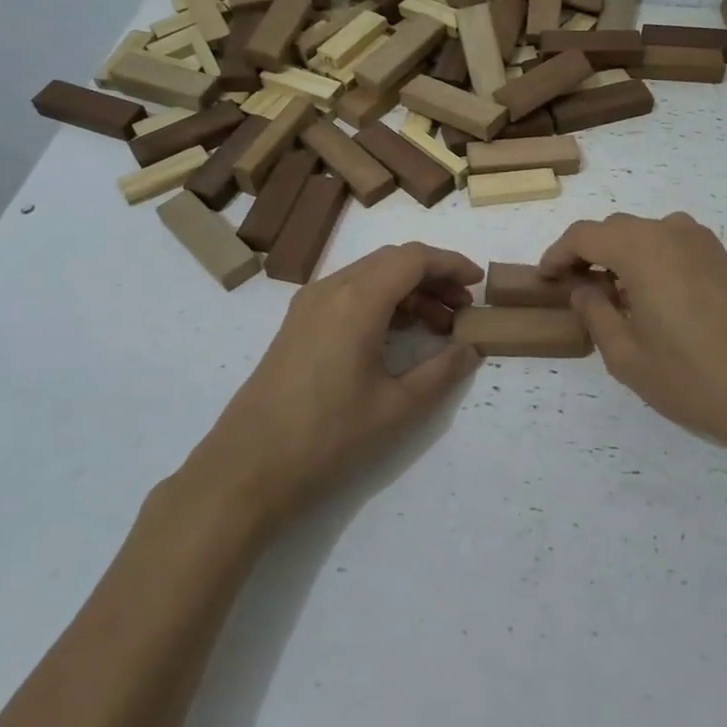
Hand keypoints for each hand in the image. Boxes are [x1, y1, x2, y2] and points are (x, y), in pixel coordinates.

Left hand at [182, 243, 482, 527]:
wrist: (247, 468)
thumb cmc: (328, 437)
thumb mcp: (397, 408)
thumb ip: (441, 372)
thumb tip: (470, 349)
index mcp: (357, 301)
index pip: (413, 258)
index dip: (451, 264)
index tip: (478, 283)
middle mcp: (331, 289)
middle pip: (391, 261)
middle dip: (433, 276)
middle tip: (463, 308)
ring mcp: (308, 305)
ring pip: (369, 276)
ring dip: (408, 290)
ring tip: (439, 325)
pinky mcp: (297, 324)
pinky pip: (348, 294)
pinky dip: (381, 302)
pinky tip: (398, 334)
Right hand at [539, 213, 726, 463]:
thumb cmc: (691, 378)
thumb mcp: (626, 355)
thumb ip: (596, 313)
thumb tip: (584, 288)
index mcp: (643, 249)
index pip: (585, 235)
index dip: (558, 254)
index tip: (544, 279)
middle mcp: (673, 233)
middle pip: (617, 229)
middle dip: (588, 253)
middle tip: (572, 289)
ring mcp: (705, 245)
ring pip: (647, 235)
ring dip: (621, 255)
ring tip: (612, 295)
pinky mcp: (726, 262)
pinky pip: (675, 246)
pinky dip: (651, 261)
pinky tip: (651, 298)